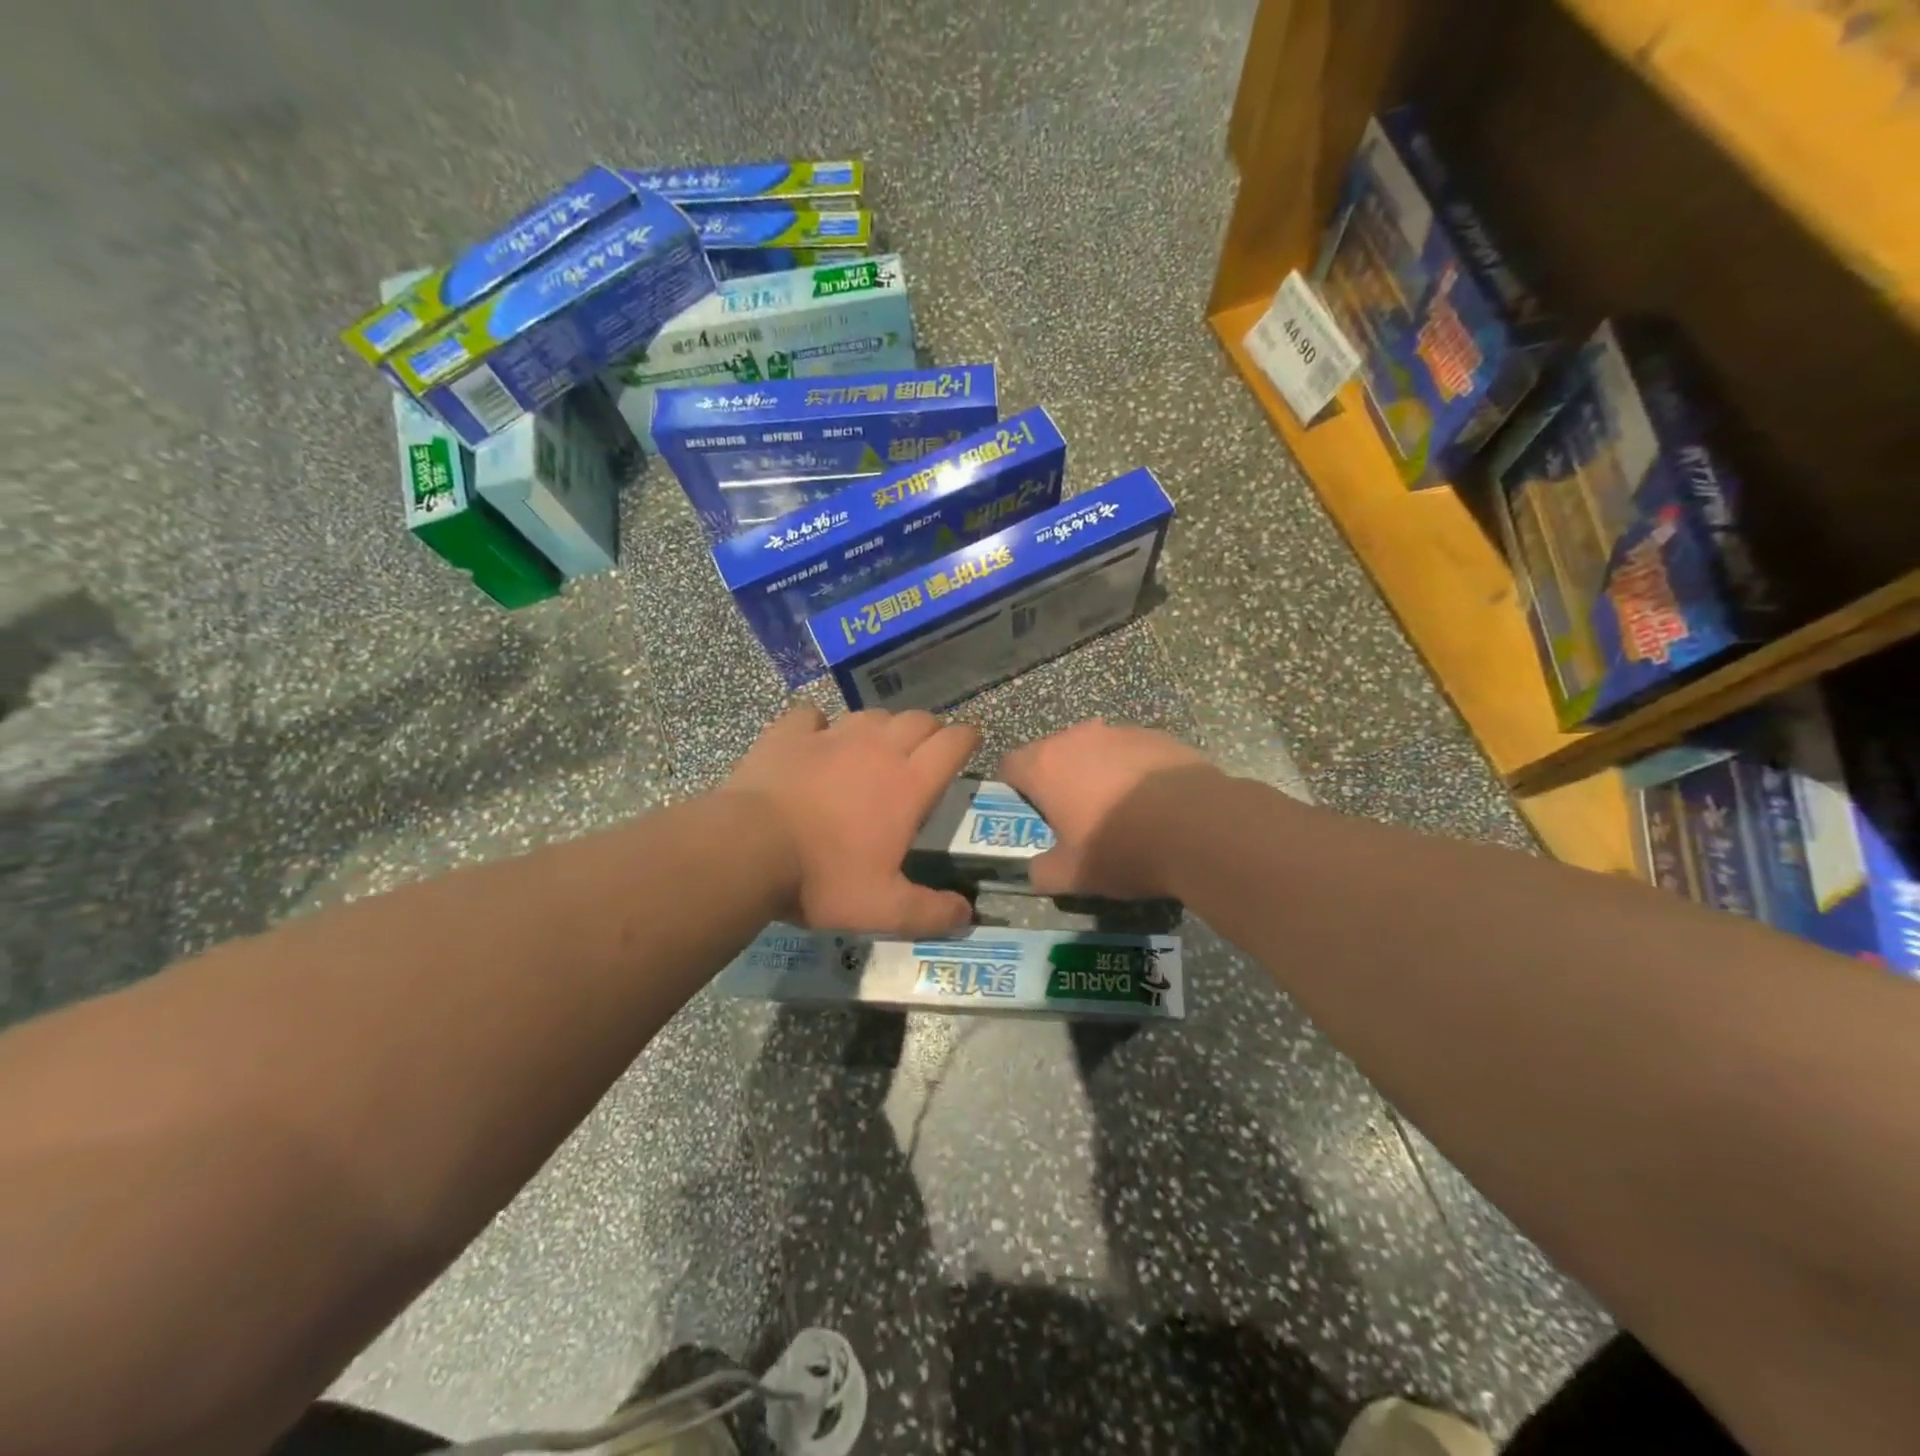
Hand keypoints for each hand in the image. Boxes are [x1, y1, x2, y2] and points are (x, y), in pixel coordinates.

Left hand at [724, 702, 978, 934]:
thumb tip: (967, 915)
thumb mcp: (883, 909)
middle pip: (918, 719)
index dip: (967, 740)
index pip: (953, 743)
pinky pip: (813, 714)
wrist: (749, 850)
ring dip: (882, 728)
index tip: (969, 746)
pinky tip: (815, 740)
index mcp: (908, 783)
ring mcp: (832, 736)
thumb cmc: (823, 878)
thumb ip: (930, 912)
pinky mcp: (790, 733)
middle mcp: (878, 748)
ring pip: (872, 714)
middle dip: (930, 731)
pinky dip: (820, 724)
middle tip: (925, 755)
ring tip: (876, 749)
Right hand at [997, 719, 1218, 898]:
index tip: (1031, 817)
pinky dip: (1133, 773)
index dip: (1014, 791)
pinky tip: (1154, 804)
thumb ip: (1042, 872)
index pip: (1009, 766)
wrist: (1201, 828)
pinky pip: (1132, 753)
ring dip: (1096, 774)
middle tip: (1074, 818)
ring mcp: (1121, 732)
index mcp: (1045, 765)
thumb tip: (1035, 871)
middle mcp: (1078, 737)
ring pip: (1094, 751)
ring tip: (1120, 812)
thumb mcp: (1072, 876)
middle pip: (1053, 754)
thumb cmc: (1122, 849)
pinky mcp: (1159, 737)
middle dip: (1058, 782)